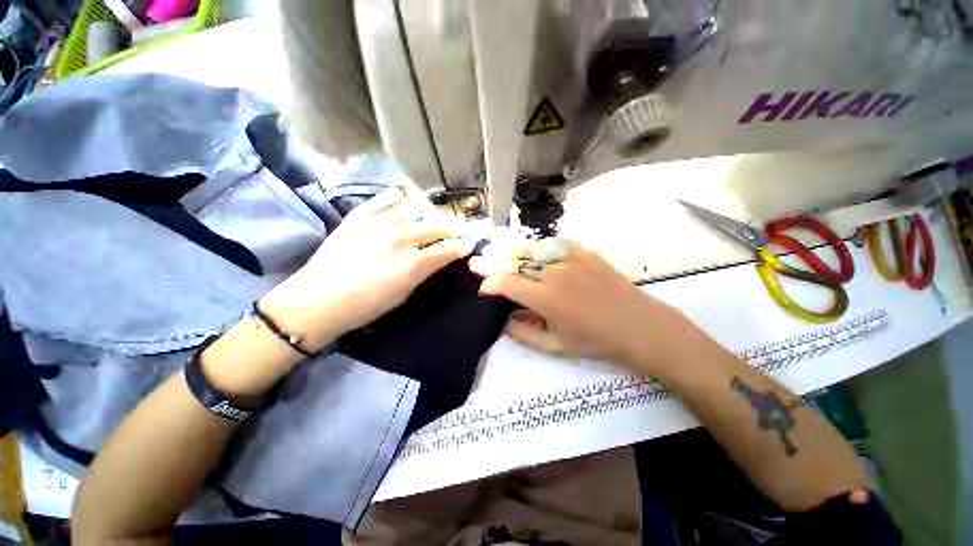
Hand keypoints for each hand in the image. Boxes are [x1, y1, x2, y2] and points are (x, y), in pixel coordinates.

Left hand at [261, 188, 474, 350]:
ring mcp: (380, 222)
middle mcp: (402, 238)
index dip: (463, 245)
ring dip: (431, 213)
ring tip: (435, 215)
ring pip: (416, 208)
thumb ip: (424, 271)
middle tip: (460, 228)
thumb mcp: (404, 293)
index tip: (470, 243)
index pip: (449, 249)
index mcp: (414, 263)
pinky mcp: (361, 215)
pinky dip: (399, 198)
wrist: (321, 298)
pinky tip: (404, 201)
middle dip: (454, 227)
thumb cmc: (367, 305)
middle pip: (438, 225)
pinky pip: (386, 198)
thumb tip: (438, 257)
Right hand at [469, 238, 700, 374]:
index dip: (490, 284)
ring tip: (498, 250)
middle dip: (492, 261)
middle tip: (476, 259)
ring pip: (532, 250)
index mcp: (546, 298)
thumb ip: (525, 334)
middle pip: (515, 262)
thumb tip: (506, 320)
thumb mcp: (557, 347)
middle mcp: (554, 273)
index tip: (484, 288)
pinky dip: (539, 248)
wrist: (640, 326)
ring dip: (512, 251)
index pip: (507, 283)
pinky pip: (555, 245)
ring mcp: (571, 259)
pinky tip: (533, 251)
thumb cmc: (597, 342)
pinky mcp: (585, 252)